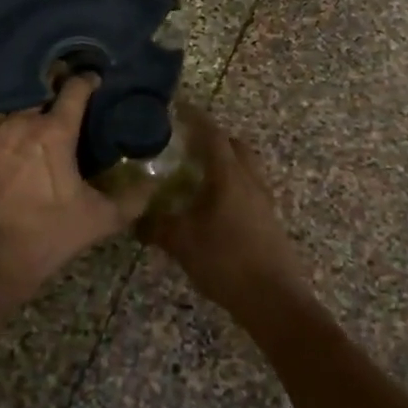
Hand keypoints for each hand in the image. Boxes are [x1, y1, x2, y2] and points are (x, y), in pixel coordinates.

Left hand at [0, 75, 150, 301]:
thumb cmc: (47, 236)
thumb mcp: (99, 220)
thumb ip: (132, 199)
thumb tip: (155, 182)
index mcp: (54, 132)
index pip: (74, 90)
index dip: (86, 80)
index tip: (93, 78)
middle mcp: (18, 123)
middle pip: (33, 87)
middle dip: (47, 82)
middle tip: (56, 85)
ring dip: (8, 98)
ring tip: (15, 99)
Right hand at [140, 106, 306, 311]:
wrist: (274, 300)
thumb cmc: (225, 261)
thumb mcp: (181, 243)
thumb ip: (155, 226)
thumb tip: (133, 218)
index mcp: (229, 175)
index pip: (212, 134)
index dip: (195, 118)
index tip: (177, 107)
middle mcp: (250, 180)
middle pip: (234, 145)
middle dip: (212, 138)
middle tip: (186, 142)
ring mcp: (264, 200)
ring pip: (245, 167)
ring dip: (224, 162)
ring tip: (197, 173)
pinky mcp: (269, 220)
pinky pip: (249, 188)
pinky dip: (231, 184)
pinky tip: (213, 205)